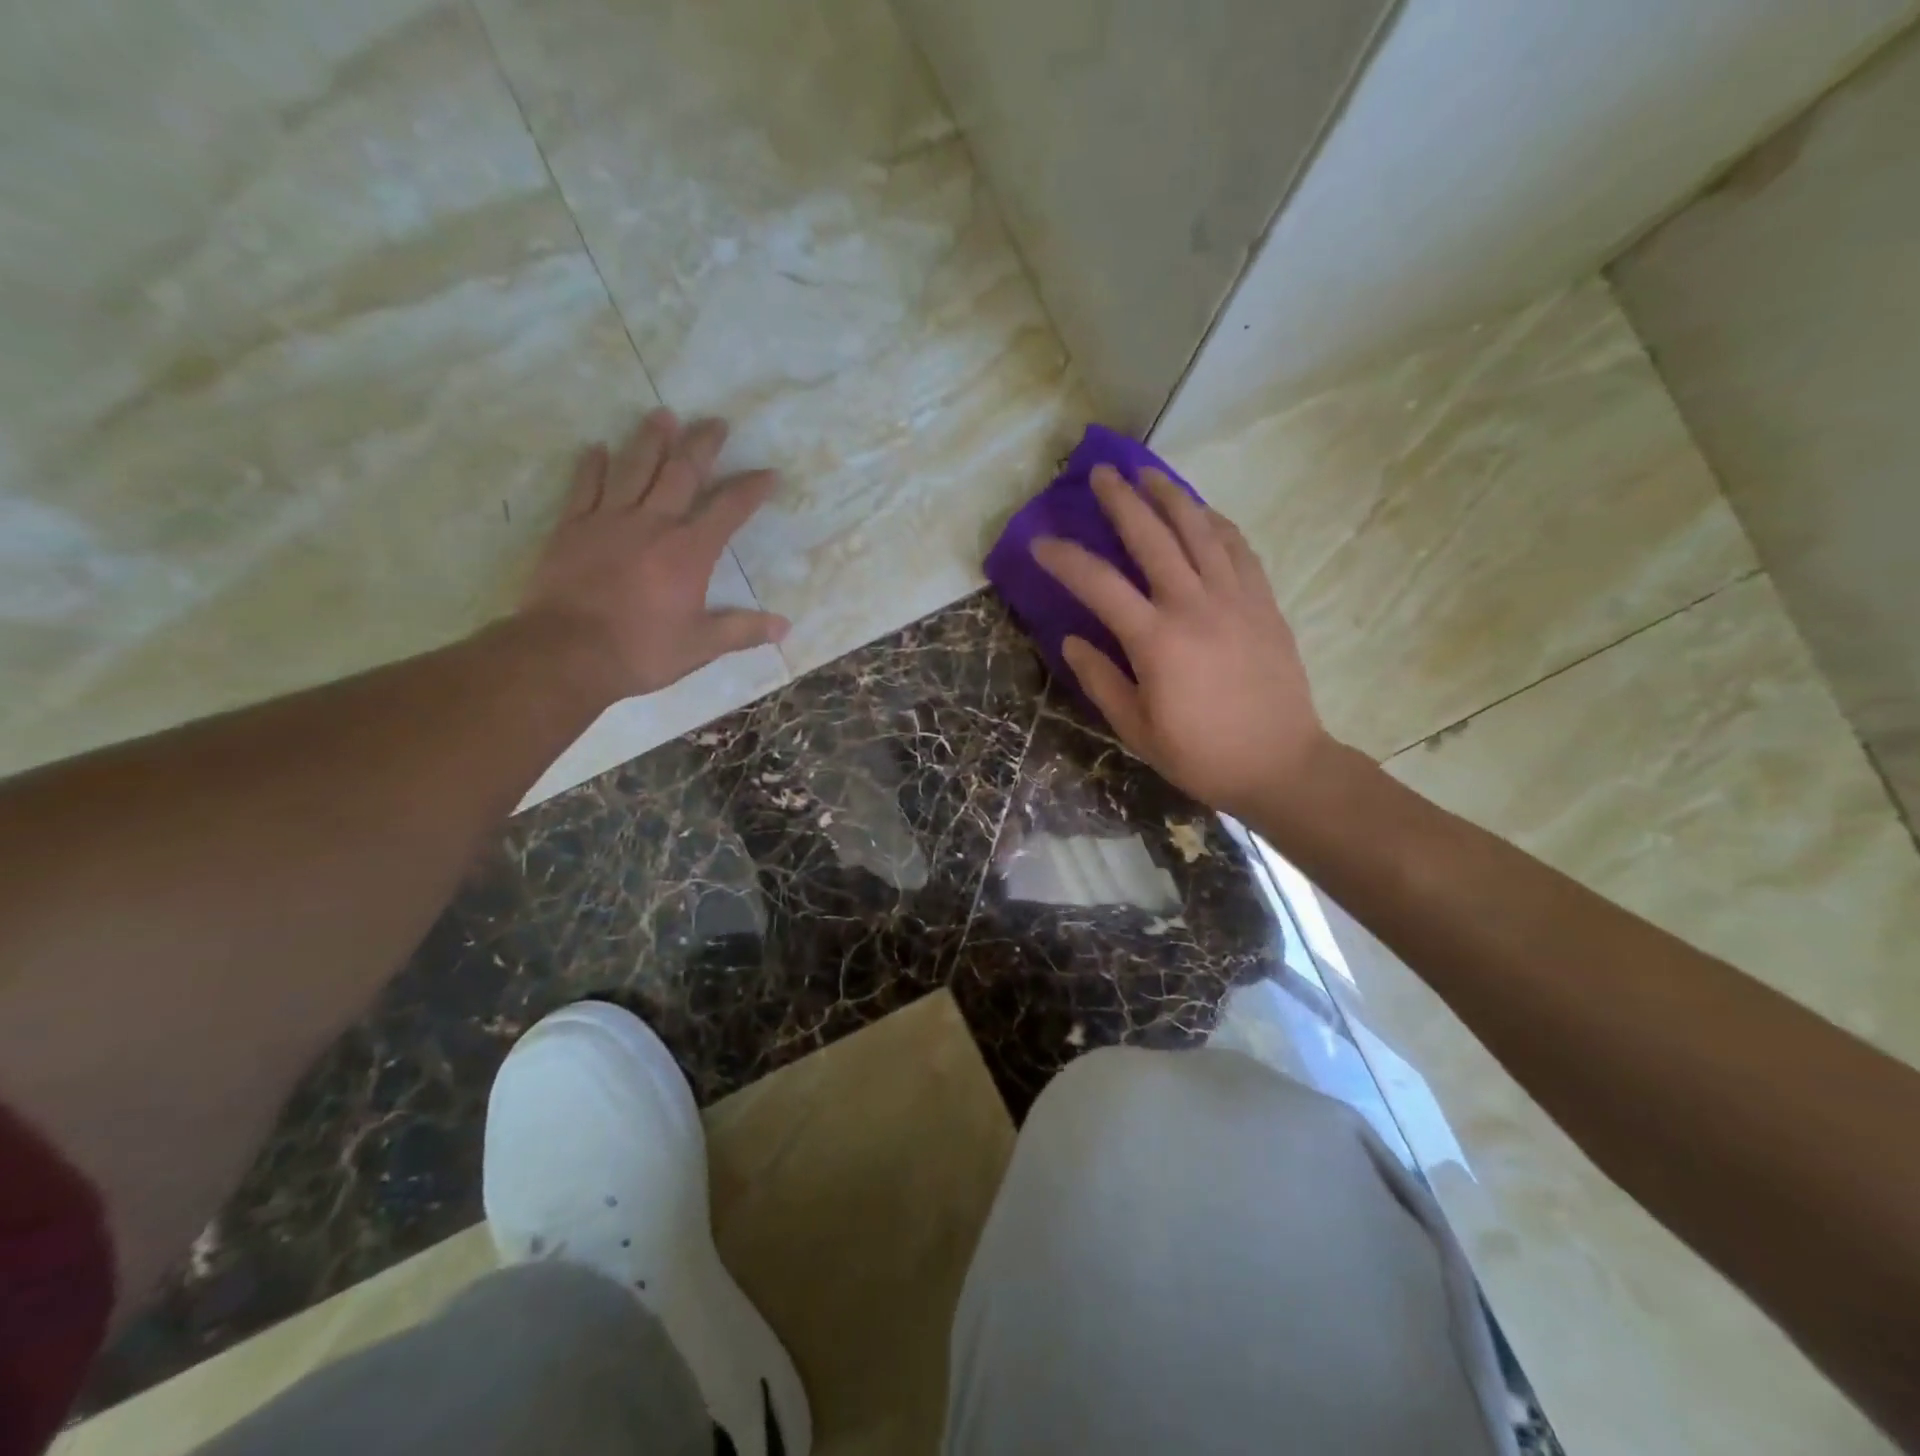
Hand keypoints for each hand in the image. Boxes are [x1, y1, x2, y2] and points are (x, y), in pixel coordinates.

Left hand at [519, 409, 788, 700]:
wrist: (568, 652)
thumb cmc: (642, 650)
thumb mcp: (701, 646)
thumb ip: (743, 631)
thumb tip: (785, 627)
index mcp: (689, 551)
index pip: (729, 510)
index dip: (751, 489)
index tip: (769, 473)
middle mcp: (654, 524)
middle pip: (682, 473)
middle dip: (703, 445)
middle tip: (715, 422)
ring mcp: (610, 520)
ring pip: (634, 467)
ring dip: (651, 439)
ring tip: (663, 415)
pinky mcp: (573, 527)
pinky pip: (585, 487)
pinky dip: (592, 465)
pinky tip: (598, 448)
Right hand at [1031, 466, 1332, 820]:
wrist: (1280, 764)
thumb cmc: (1201, 755)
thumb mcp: (1136, 729)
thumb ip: (1100, 680)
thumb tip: (1071, 640)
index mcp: (1156, 640)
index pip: (1099, 584)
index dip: (1065, 558)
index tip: (1040, 541)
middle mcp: (1194, 605)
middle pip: (1152, 536)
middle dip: (1121, 499)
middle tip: (1100, 472)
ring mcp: (1235, 598)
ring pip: (1199, 530)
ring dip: (1170, 495)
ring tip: (1148, 473)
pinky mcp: (1263, 602)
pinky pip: (1238, 548)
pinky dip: (1215, 522)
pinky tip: (1202, 512)